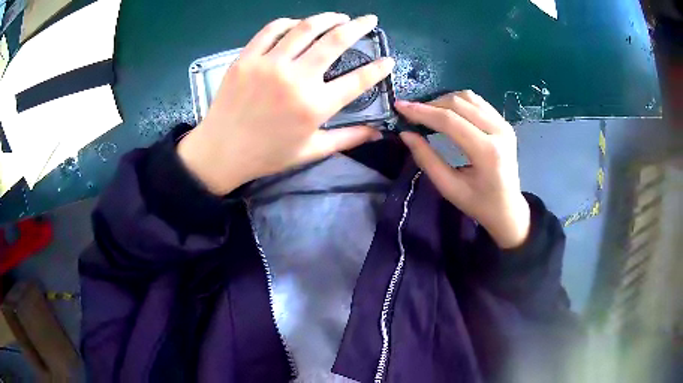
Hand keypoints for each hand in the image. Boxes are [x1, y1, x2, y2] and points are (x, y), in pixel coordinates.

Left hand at [177, 13, 392, 194]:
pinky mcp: (246, 58)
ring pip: (305, 28)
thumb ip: (347, 139)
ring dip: (327, 18)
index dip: (378, 68)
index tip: (388, 59)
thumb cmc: (267, 155)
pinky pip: (271, 30)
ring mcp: (269, 65)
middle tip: (370, 19)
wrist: (220, 152)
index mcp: (315, 105)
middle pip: (335, 41)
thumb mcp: (311, 151)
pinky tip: (297, 24)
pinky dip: (288, 23)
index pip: (358, 79)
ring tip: (339, 17)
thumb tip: (378, 134)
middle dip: (359, 26)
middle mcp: (296, 79)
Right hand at [396, 91, 530, 248]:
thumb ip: (427, 159)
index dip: (422, 112)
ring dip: (444, 101)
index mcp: (487, 152)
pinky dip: (458, 103)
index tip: (400, 106)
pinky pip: (478, 102)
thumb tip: (405, 133)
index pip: (450, 121)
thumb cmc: (478, 203)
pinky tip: (447, 112)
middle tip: (411, 113)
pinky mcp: (504, 123)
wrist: (508, 209)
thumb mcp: (449, 188)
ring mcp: (504, 124)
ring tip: (428, 113)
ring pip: (468, 98)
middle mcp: (499, 131)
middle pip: (458, 104)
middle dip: (430, 105)